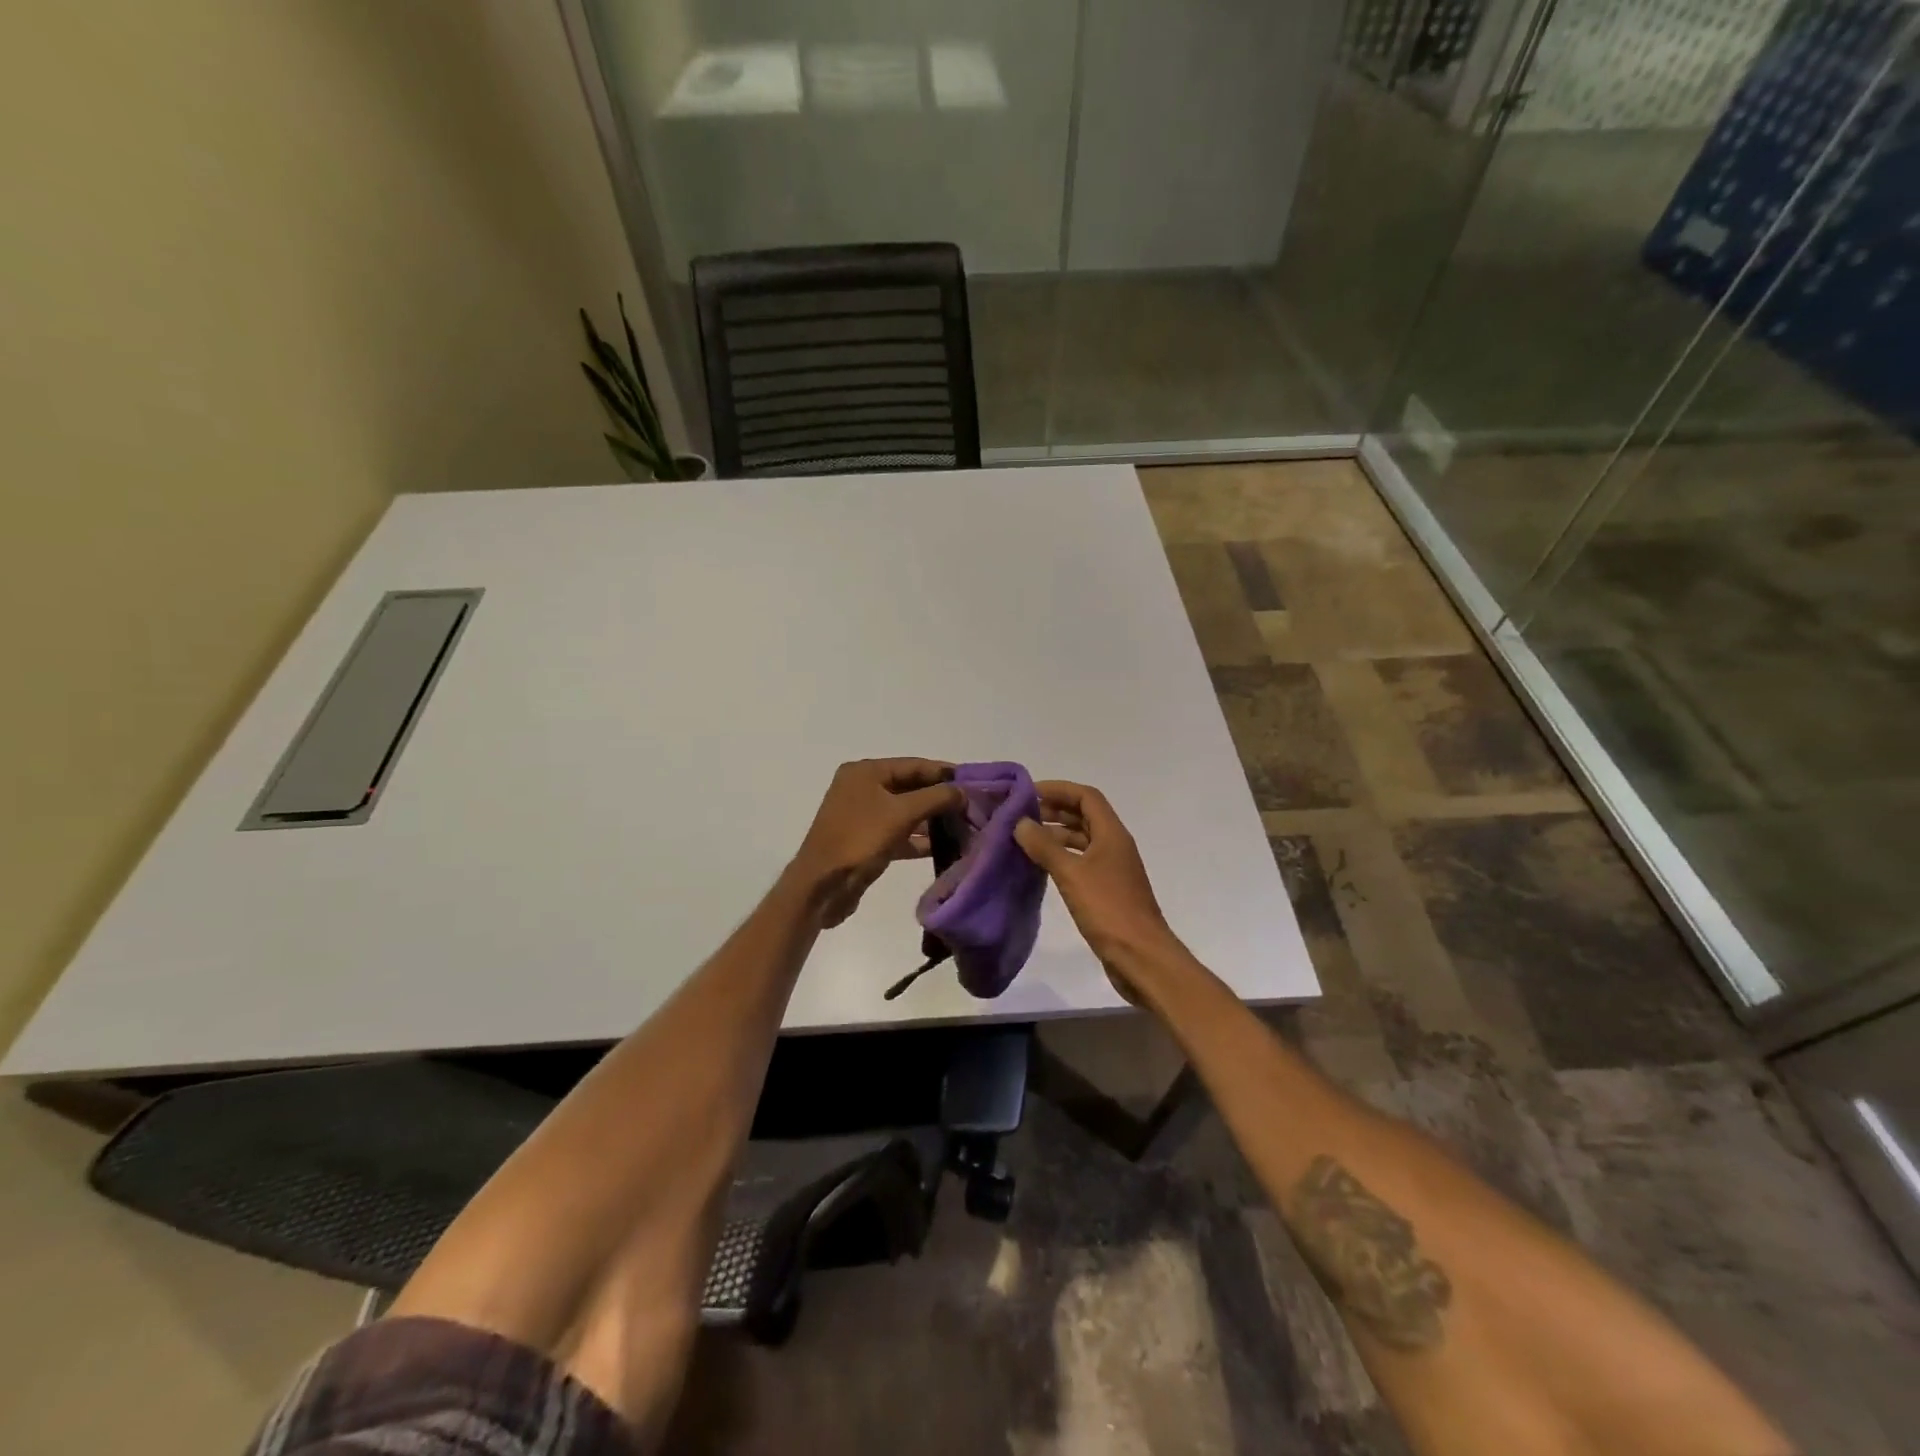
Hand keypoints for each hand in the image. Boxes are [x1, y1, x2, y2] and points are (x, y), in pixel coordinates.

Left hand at [790, 758, 963, 927]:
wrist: (822, 886)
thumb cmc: (860, 840)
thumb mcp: (902, 813)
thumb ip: (936, 798)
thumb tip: (964, 791)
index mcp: (866, 772)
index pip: (914, 765)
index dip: (945, 773)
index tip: (976, 782)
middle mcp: (863, 788)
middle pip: (911, 787)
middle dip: (941, 798)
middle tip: (974, 806)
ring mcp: (864, 816)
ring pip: (907, 812)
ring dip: (934, 820)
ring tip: (966, 826)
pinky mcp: (867, 841)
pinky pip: (900, 833)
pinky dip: (920, 839)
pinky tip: (945, 847)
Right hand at [1013, 781, 1185, 996]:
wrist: (1141, 957)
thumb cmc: (1109, 909)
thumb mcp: (1072, 874)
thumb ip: (1045, 846)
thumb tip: (1020, 822)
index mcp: (1112, 834)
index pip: (1086, 797)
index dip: (1058, 789)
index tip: (1028, 793)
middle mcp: (1114, 846)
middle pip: (1084, 815)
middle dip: (1054, 810)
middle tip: (1020, 814)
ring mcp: (1112, 869)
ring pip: (1082, 840)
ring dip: (1056, 834)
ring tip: (1024, 838)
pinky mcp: (1107, 890)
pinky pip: (1081, 862)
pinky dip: (1061, 857)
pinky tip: (1040, 866)